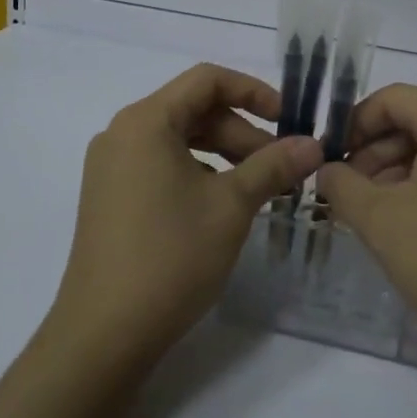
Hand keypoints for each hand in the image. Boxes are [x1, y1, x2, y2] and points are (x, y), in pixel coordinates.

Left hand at [50, 64, 323, 368]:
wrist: (103, 337)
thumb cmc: (170, 257)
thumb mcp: (231, 205)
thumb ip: (274, 165)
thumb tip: (313, 144)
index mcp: (146, 121)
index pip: (207, 80)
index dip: (254, 91)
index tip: (288, 120)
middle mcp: (122, 133)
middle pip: (194, 110)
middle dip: (243, 131)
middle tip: (281, 166)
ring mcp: (111, 167)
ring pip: (179, 139)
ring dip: (225, 153)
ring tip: (260, 186)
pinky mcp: (110, 197)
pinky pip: (162, 164)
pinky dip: (199, 172)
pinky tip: (223, 204)